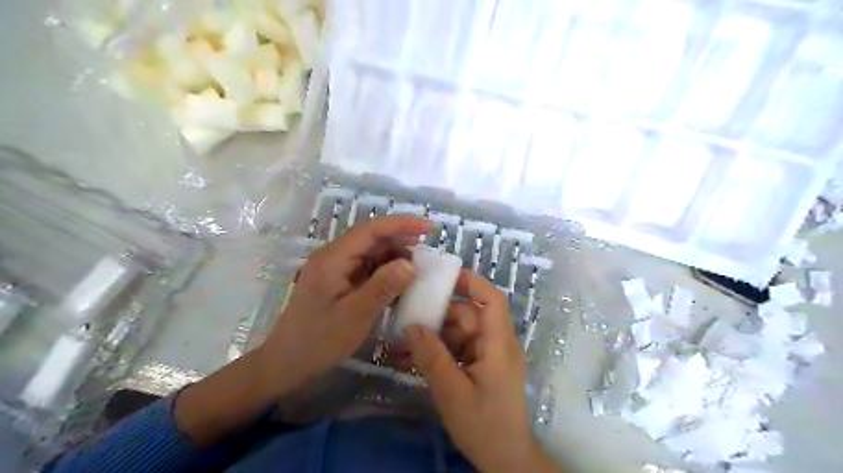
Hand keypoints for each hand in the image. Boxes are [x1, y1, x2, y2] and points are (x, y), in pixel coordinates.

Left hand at [256, 215, 428, 393]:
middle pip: (371, 238)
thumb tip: (410, 263)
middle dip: (400, 241)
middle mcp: (334, 257)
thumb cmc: (318, 340)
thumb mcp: (355, 315)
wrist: (286, 363)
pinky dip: (385, 272)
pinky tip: (399, 284)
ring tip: (417, 270)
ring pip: (371, 253)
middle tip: (428, 254)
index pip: (371, 229)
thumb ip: (383, 286)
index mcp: (333, 258)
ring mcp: (335, 269)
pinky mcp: (338, 282)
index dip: (402, 224)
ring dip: (394, 257)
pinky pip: (366, 268)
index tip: (429, 228)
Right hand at [407, 270, 560, 472]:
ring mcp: (490, 356)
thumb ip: (432, 356)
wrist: (505, 460)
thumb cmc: (484, 425)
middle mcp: (497, 343)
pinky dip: (440, 351)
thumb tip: (411, 326)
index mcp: (498, 344)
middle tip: (408, 317)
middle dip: (439, 315)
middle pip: (469, 315)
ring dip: (435, 336)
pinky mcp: (482, 367)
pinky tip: (415, 359)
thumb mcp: (452, 391)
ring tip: (404, 343)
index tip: (443, 277)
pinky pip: (460, 349)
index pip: (492, 299)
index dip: (471, 283)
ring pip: (461, 332)